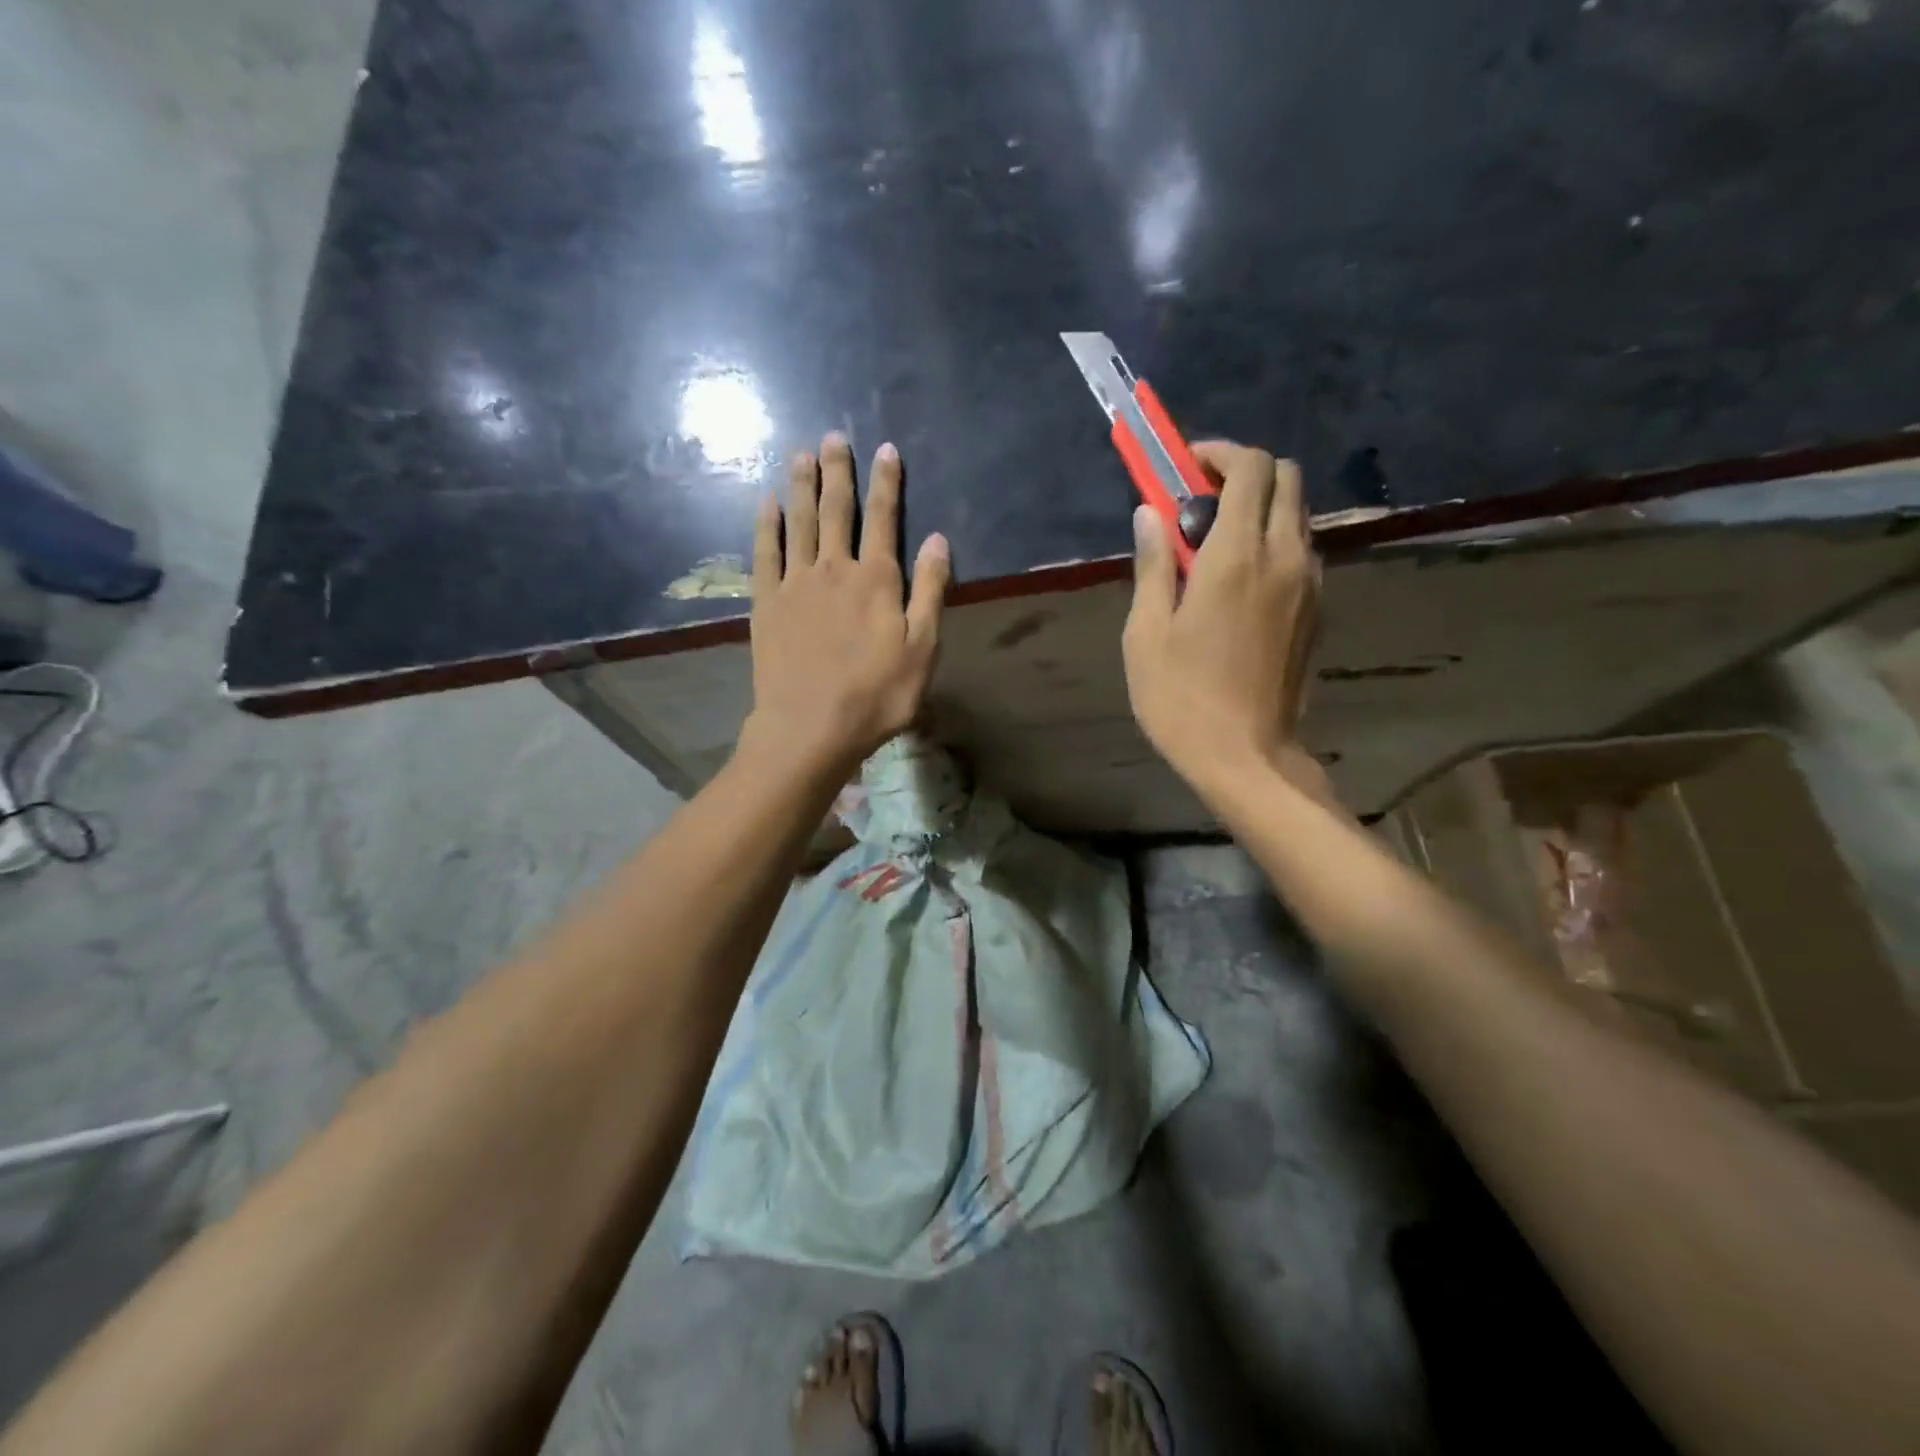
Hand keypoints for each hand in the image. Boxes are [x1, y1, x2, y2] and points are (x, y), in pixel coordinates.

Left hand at [744, 432, 949, 775]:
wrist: (810, 727)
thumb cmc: (876, 695)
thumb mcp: (922, 649)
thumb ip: (929, 591)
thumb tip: (938, 539)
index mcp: (877, 579)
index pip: (884, 518)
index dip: (887, 482)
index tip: (886, 449)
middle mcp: (834, 568)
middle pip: (837, 510)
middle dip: (838, 471)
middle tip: (833, 437)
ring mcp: (795, 583)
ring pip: (800, 522)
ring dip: (801, 486)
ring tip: (800, 454)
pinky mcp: (766, 602)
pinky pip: (766, 552)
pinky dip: (767, 524)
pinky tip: (767, 502)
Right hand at [1122, 441, 1327, 801]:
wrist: (1247, 756)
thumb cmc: (1182, 698)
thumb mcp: (1146, 633)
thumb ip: (1152, 564)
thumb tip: (1149, 513)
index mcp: (1238, 556)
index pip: (1251, 468)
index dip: (1218, 454)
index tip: (1184, 468)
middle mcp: (1286, 557)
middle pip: (1286, 478)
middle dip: (1244, 473)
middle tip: (1198, 501)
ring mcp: (1310, 584)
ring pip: (1297, 514)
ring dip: (1260, 508)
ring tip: (1213, 543)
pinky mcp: (1318, 611)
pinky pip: (1301, 551)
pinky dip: (1273, 542)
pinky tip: (1238, 582)